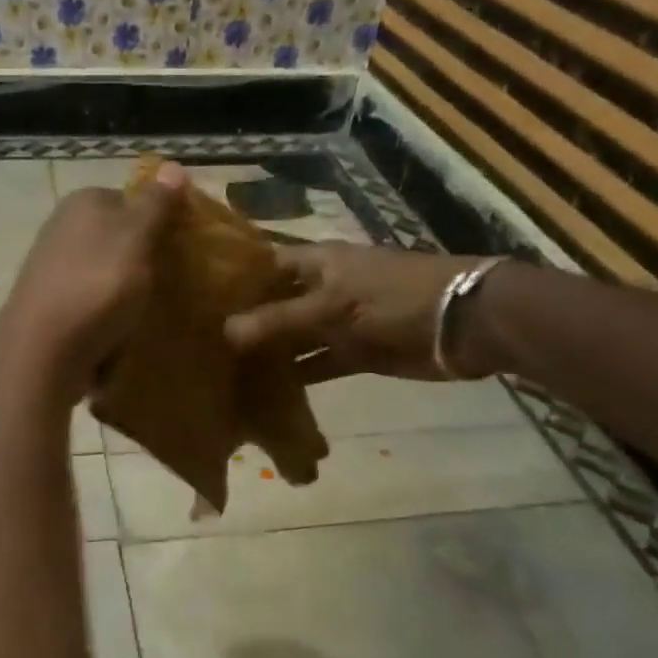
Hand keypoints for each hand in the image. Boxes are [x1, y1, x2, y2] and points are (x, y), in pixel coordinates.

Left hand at [0, 163, 185, 400]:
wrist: (43, 351)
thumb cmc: (96, 285)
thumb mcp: (135, 237)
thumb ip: (156, 204)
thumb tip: (173, 165)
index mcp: (82, 203)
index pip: (131, 199)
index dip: (160, 220)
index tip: (185, 247)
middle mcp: (62, 229)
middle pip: (118, 238)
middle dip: (145, 259)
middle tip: (177, 283)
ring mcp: (53, 270)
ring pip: (106, 273)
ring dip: (129, 292)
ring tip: (155, 312)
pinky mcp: (52, 308)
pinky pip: (93, 305)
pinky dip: (109, 317)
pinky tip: (126, 334)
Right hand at [224, 242, 504, 381]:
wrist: (463, 324)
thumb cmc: (393, 298)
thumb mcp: (332, 305)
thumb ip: (279, 319)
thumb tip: (225, 332)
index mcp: (315, 263)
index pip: (263, 265)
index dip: (232, 279)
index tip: (194, 298)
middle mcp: (321, 289)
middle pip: (274, 304)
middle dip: (244, 322)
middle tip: (200, 345)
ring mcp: (337, 322)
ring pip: (293, 338)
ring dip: (268, 354)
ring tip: (223, 373)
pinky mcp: (354, 353)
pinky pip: (316, 364)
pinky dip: (297, 377)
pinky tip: (267, 394)